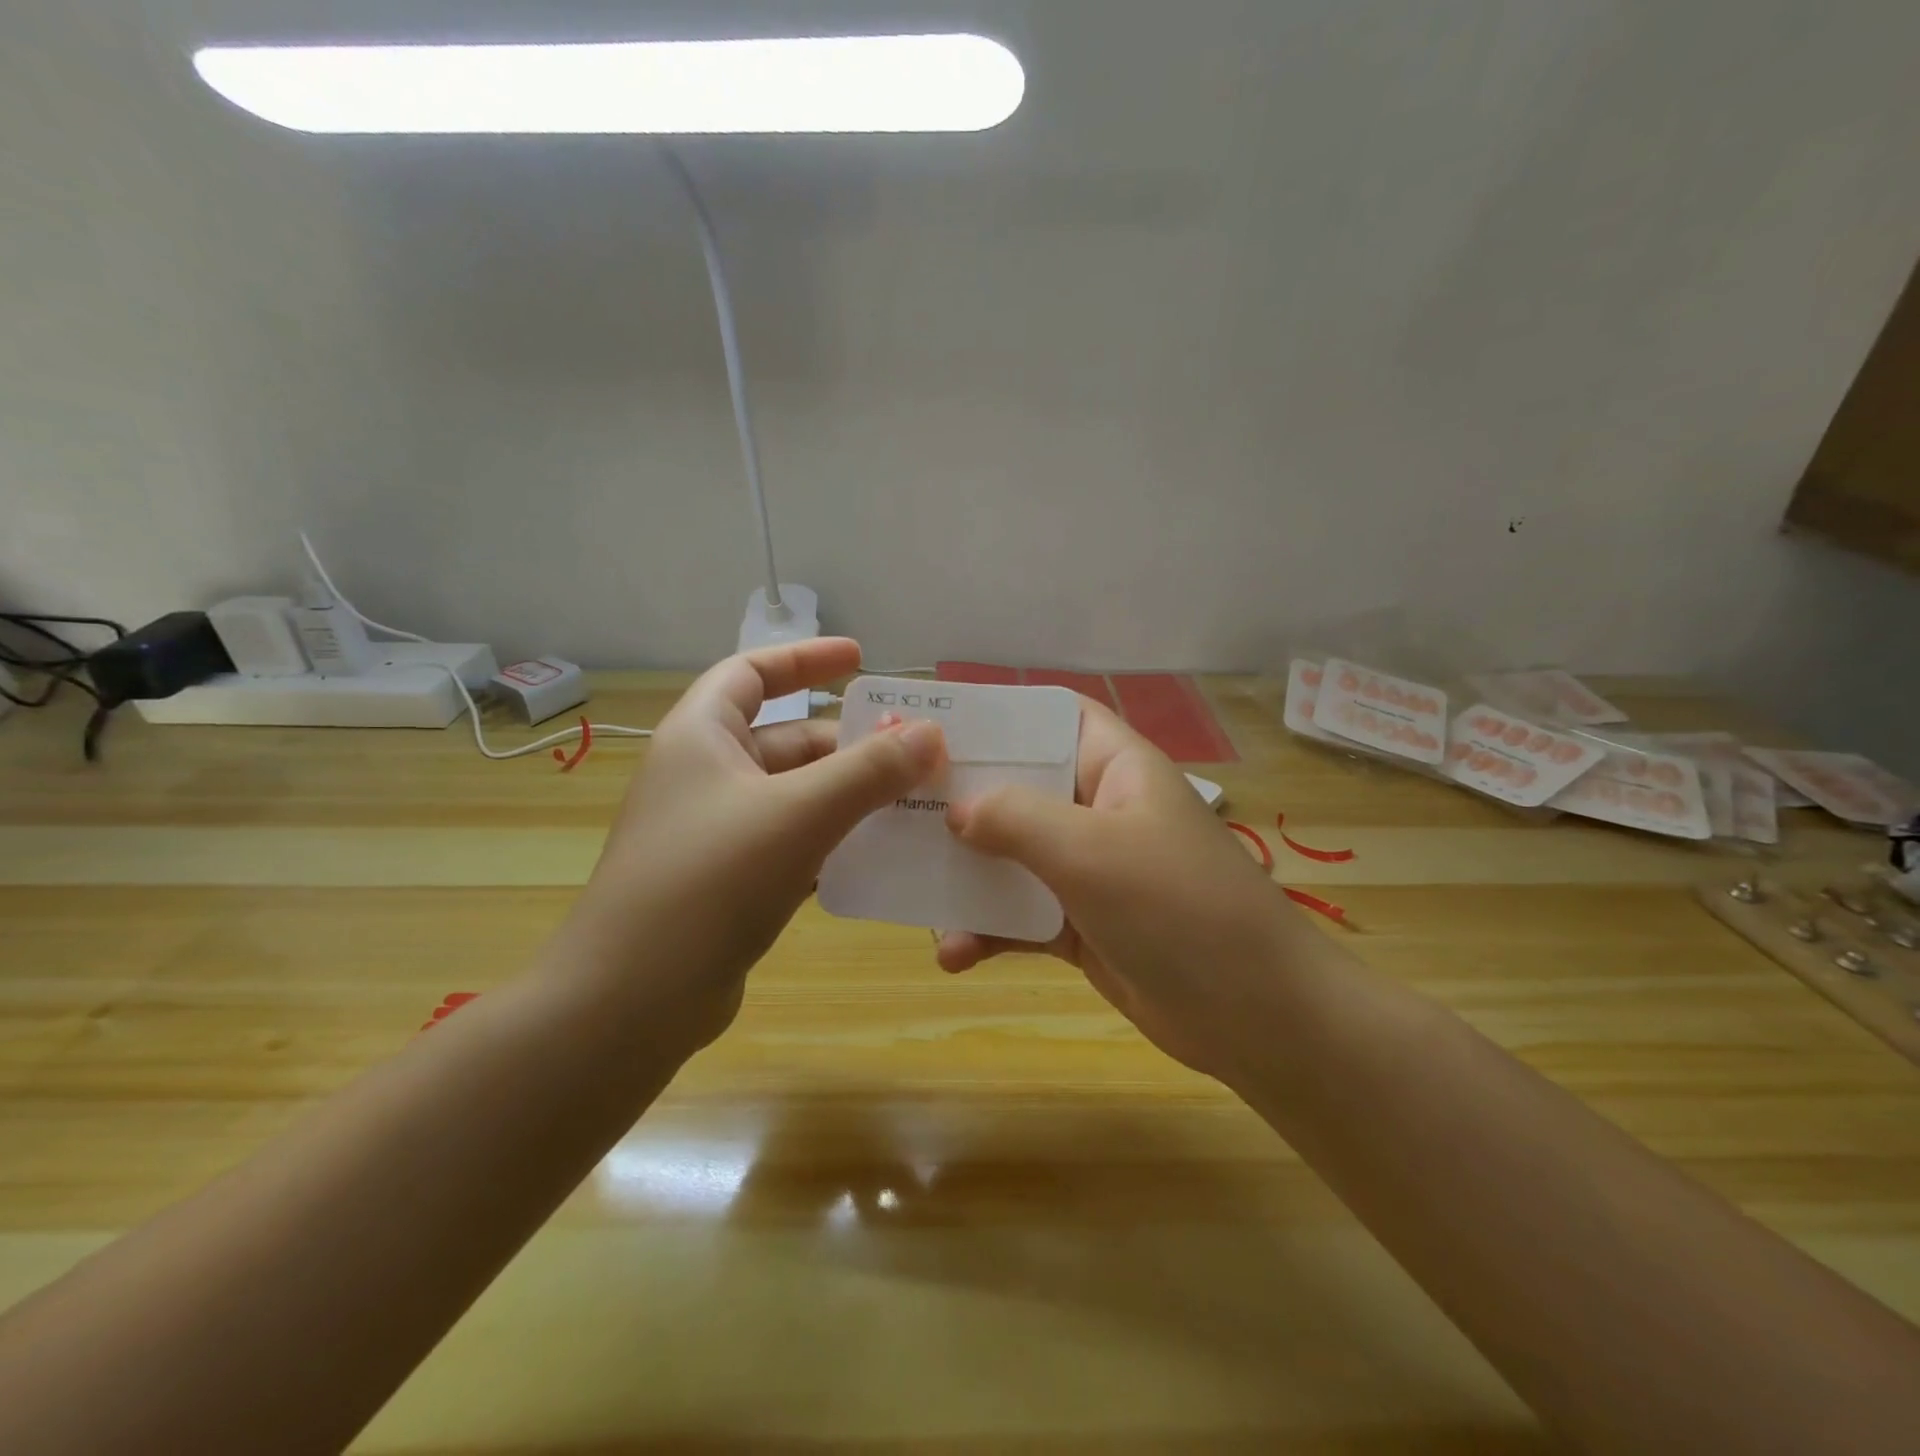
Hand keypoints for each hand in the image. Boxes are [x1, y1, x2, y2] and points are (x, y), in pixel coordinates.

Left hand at [561, 638, 944, 1050]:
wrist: (631, 1003)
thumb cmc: (709, 882)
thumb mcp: (798, 813)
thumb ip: (869, 771)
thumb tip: (931, 734)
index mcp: (701, 736)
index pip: (752, 672)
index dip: (805, 659)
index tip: (861, 660)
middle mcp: (704, 776)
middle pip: (788, 740)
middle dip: (852, 745)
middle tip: (917, 755)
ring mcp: (716, 833)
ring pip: (797, 796)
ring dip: (852, 797)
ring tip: (915, 803)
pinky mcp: (730, 883)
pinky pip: (794, 844)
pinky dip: (835, 842)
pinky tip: (881, 856)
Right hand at [937, 700, 1304, 1080]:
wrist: (1256, 1017)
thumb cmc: (1178, 907)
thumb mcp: (1090, 850)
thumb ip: (1016, 819)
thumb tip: (956, 810)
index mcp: (1114, 768)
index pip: (1051, 718)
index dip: (997, 716)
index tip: (932, 729)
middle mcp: (1098, 810)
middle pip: (1019, 788)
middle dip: (961, 802)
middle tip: (895, 809)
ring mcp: (1090, 871)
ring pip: (1012, 857)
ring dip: (965, 877)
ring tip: (913, 895)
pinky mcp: (1081, 926)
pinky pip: (1021, 916)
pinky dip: (988, 932)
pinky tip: (953, 956)